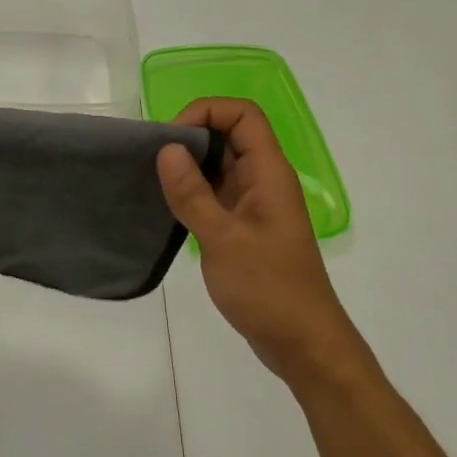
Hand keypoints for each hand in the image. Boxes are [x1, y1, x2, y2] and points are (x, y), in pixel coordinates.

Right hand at [155, 98, 363, 386]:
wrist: (303, 343)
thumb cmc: (268, 289)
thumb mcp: (223, 240)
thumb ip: (192, 193)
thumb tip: (166, 149)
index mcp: (268, 173)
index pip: (242, 115)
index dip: (206, 112)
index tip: (171, 140)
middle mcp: (263, 180)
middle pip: (229, 134)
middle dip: (190, 137)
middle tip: (153, 161)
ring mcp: (255, 204)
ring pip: (220, 164)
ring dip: (188, 165)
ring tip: (153, 182)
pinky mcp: (245, 227)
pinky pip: (216, 193)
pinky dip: (192, 191)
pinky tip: (168, 207)